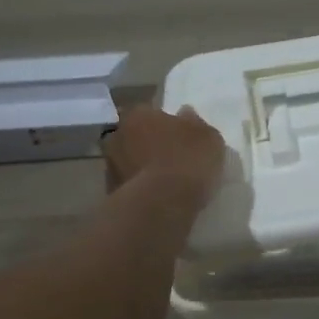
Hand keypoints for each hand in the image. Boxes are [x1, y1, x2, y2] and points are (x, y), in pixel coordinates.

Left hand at [101, 105, 225, 199]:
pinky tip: (159, 199)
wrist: (160, 205)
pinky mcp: (110, 194)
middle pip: (136, 136)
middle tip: (172, 159)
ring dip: (144, 168)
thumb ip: (195, 123)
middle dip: (150, 145)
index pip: (150, 113)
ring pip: (130, 161)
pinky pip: (130, 186)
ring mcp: (110, 166)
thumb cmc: (187, 161)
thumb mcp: (208, 138)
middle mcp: (118, 135)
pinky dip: (141, 190)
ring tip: (167, 183)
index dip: (166, 124)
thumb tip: (185, 114)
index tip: (180, 137)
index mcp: (139, 114)